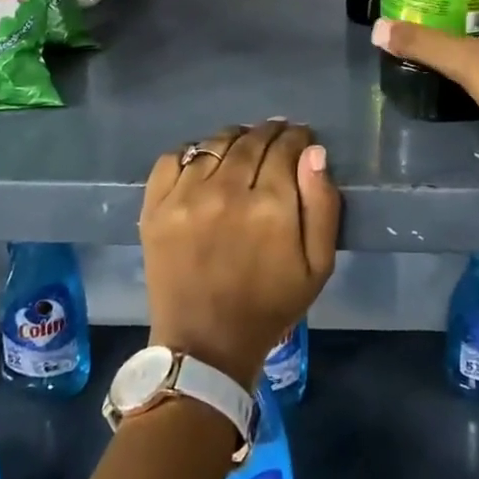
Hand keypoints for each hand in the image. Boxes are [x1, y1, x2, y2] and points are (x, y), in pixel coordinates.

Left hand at [139, 120, 339, 389]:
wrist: (205, 345)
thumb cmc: (270, 306)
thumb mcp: (318, 266)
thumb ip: (322, 204)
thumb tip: (314, 152)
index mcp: (270, 206)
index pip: (285, 147)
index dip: (297, 137)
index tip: (300, 138)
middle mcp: (226, 191)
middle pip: (251, 140)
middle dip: (269, 133)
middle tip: (276, 136)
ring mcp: (185, 197)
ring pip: (215, 143)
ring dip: (235, 138)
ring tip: (243, 147)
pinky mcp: (155, 207)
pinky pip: (173, 158)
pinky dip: (192, 152)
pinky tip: (204, 164)